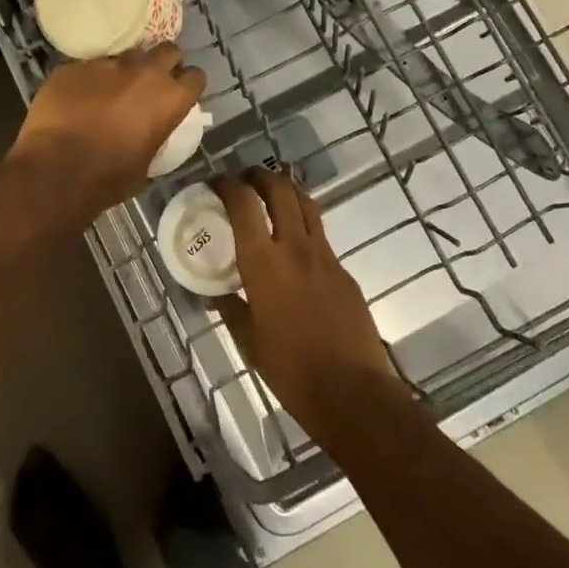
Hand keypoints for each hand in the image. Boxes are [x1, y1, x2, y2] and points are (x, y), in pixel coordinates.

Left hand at [6, 44, 206, 214]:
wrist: (55, 173)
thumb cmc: (108, 178)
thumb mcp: (148, 162)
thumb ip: (156, 134)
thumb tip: (151, 128)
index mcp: (169, 98)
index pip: (196, 77)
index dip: (188, 85)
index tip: (180, 94)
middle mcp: (143, 72)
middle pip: (167, 50)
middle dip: (164, 63)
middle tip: (152, 82)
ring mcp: (106, 65)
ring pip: (125, 56)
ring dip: (124, 71)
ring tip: (110, 91)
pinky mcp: (74, 66)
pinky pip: (89, 67)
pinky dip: (89, 80)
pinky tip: (77, 99)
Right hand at [211, 168, 401, 446]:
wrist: (352, 391)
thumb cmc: (291, 370)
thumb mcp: (249, 342)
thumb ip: (231, 309)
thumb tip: (216, 295)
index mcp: (263, 262)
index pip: (243, 204)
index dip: (227, 185)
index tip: (216, 183)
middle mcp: (294, 247)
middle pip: (279, 190)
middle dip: (259, 176)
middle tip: (244, 179)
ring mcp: (324, 255)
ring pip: (305, 204)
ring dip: (286, 191)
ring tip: (271, 195)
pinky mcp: (344, 270)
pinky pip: (320, 234)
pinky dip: (302, 224)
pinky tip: (294, 245)